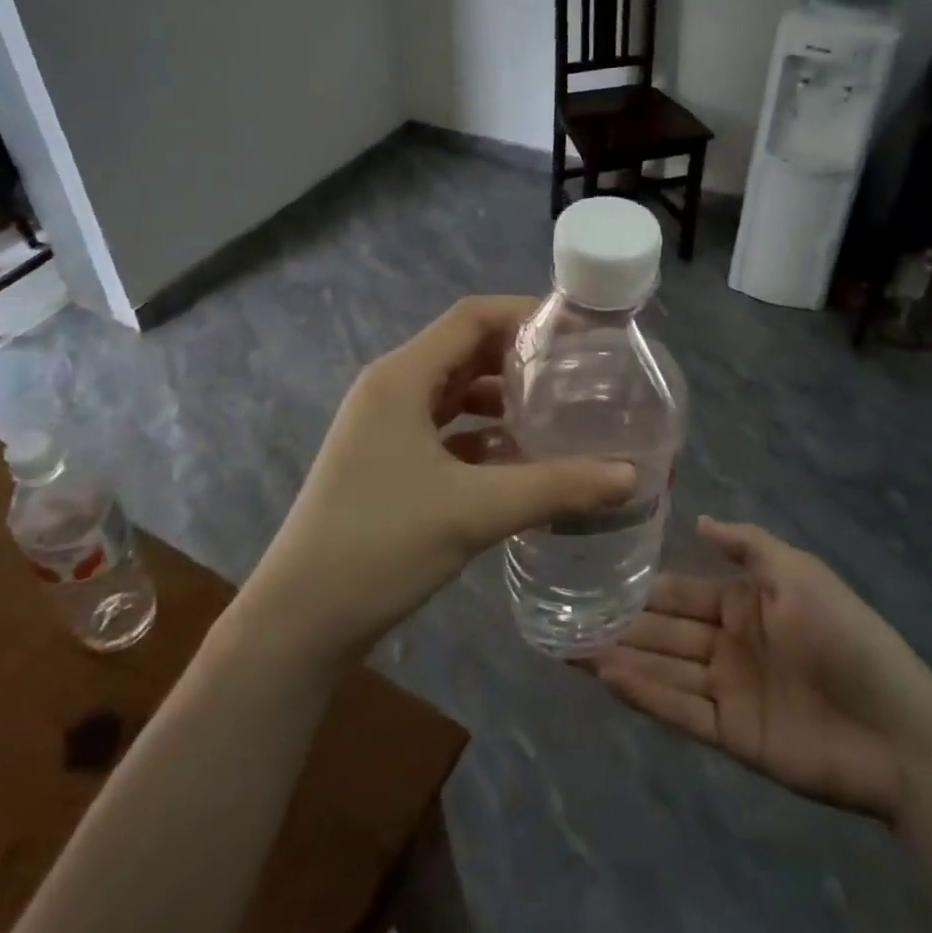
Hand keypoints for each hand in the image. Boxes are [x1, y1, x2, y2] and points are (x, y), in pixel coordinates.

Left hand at [244, 296, 635, 662]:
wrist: (301, 618)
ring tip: (556, 415)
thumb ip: (556, 487)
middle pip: (464, 351)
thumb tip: (630, 475)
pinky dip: (480, 435)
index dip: (524, 314)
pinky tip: (518, 460)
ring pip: (454, 394)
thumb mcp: (475, 511)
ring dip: (501, 399)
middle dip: (519, 358)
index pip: (470, 318)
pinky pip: (443, 431)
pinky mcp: (387, 461)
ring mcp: (384, 427)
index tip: (577, 331)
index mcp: (402, 378)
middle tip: (577, 373)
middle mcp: (391, 390)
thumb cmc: (380, 545)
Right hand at [584, 518, 931, 821]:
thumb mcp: (799, 573)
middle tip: (564, 617)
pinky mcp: (731, 734)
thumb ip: (749, 545)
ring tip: (570, 648)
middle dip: (618, 624)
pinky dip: (644, 693)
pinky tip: (607, 677)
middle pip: (663, 631)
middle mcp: (728, 644)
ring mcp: (728, 690)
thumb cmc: (846, 636)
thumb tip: (700, 519)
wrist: (898, 729)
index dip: (640, 588)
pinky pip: (680, 709)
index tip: (594, 578)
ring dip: (620, 658)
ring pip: (662, 669)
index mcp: (743, 604)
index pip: (679, 592)